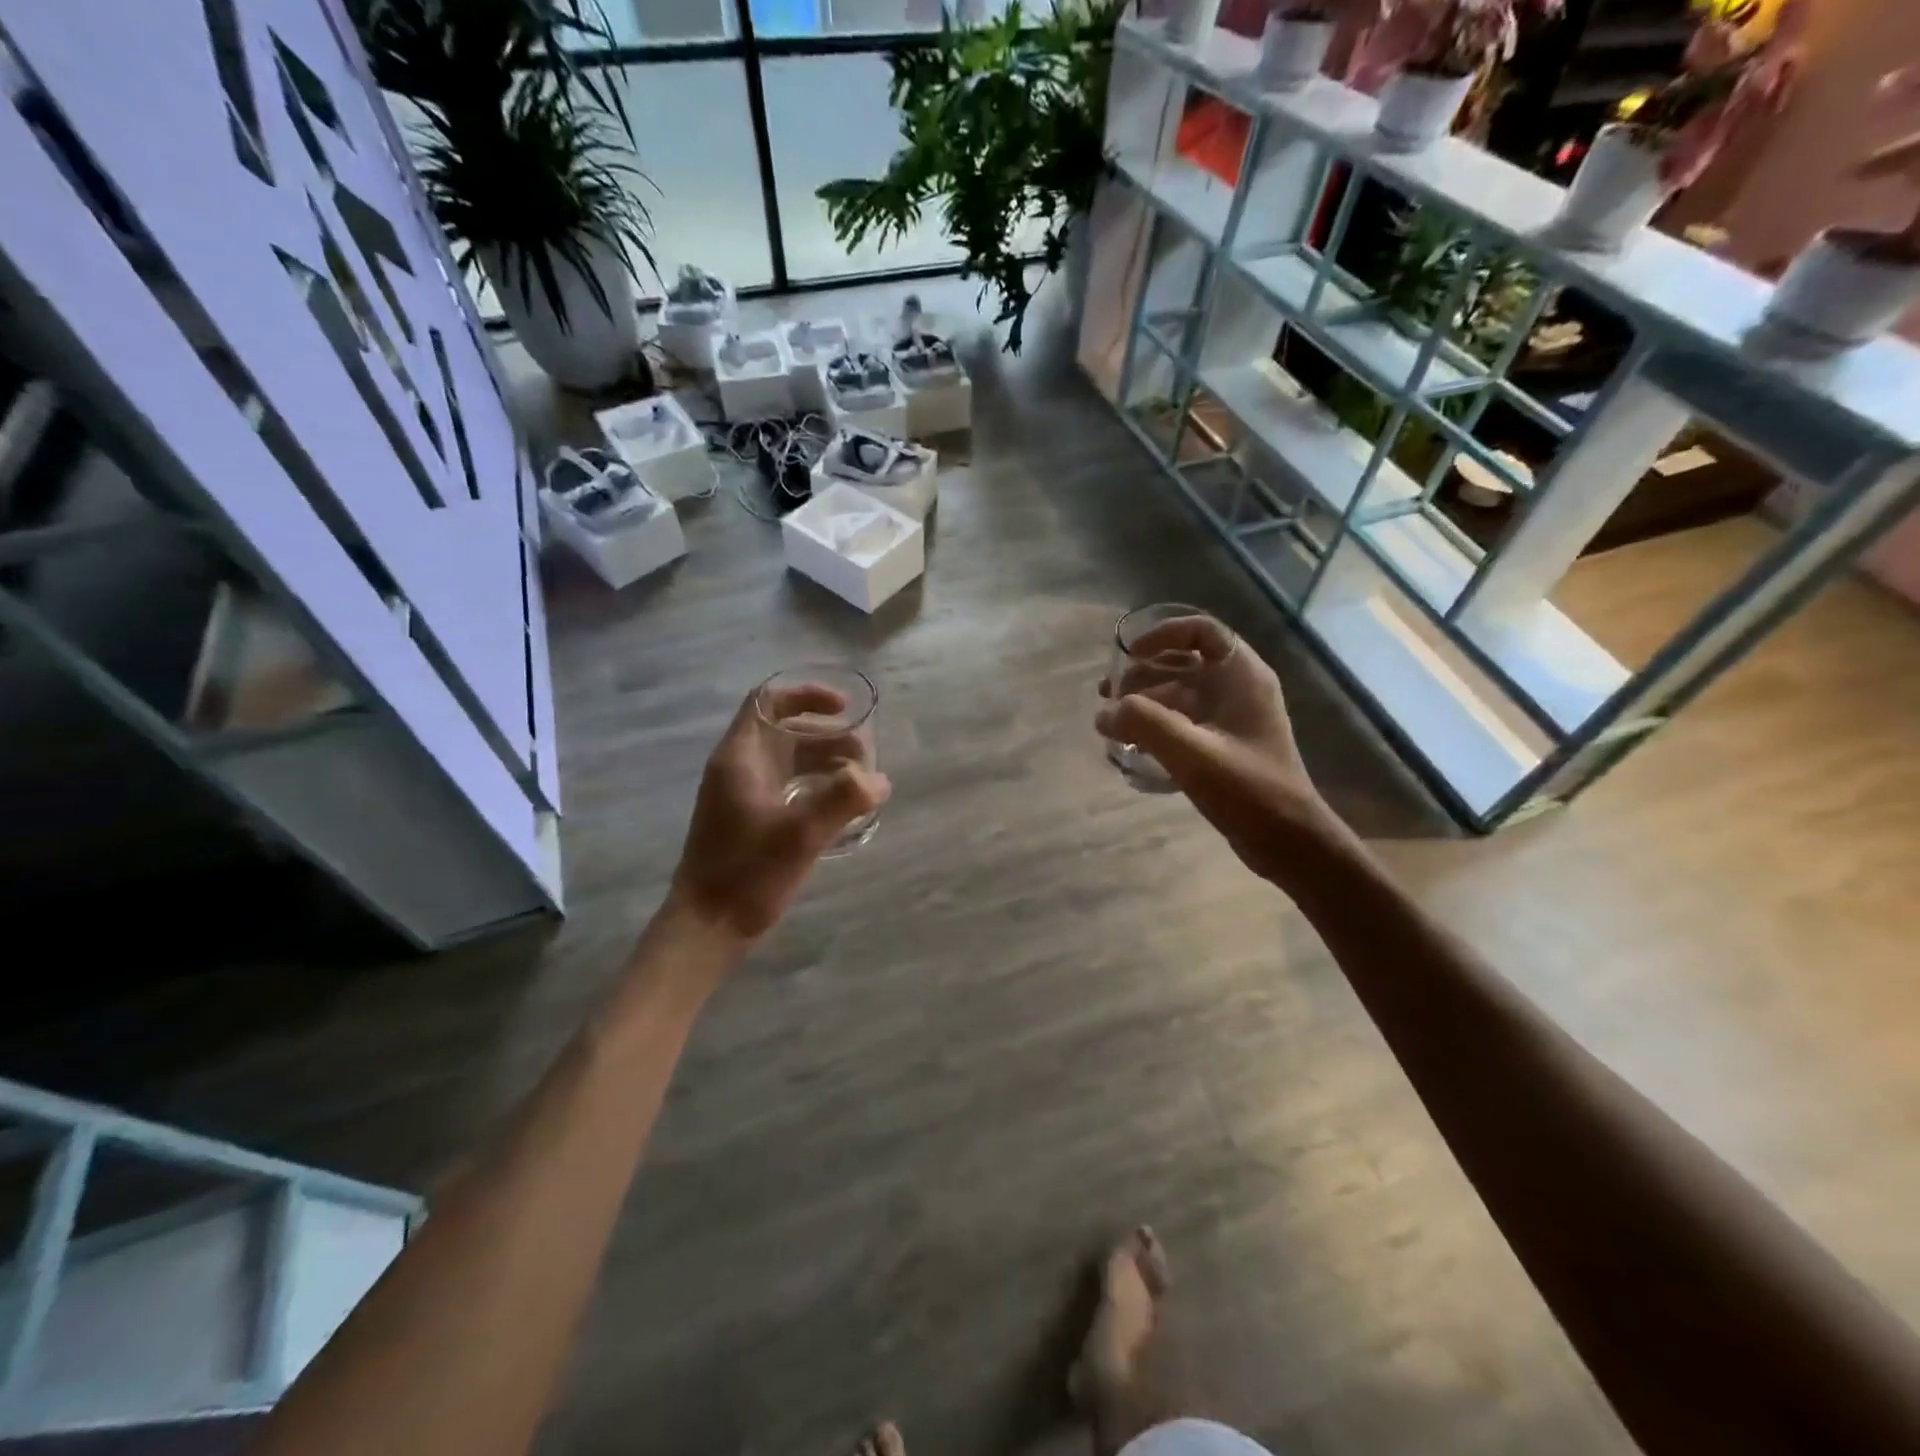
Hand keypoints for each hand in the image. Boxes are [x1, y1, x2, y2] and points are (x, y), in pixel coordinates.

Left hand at [670, 683, 890, 940]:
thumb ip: (844, 800)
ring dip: (826, 762)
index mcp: (740, 758)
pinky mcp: (751, 820)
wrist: (707, 927)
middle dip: (829, 736)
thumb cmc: (747, 873)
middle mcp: (739, 768)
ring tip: (862, 780)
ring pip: (789, 761)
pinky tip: (843, 807)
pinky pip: (789, 787)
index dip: (807, 696)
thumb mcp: (801, 834)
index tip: (845, 709)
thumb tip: (880, 780)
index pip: (768, 701)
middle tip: (865, 755)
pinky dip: (817, 786)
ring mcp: (743, 795)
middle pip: (786, 731)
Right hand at [1096, 616, 1336, 886]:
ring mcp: (1232, 718)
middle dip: (1142, 673)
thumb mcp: (1191, 753)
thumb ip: (1144, 724)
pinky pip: (1183, 721)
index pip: (1202, 631)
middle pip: (1183, 662)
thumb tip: (1104, 713)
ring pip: (1180, 693)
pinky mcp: (1224, 745)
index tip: (1128, 654)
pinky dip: (1156, 725)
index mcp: (1242, 676)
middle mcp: (1239, 688)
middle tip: (1108, 695)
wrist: (1288, 840)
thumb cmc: (1247, 789)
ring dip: (1144, 701)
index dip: (1162, 634)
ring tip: (1111, 720)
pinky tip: (1132, 744)